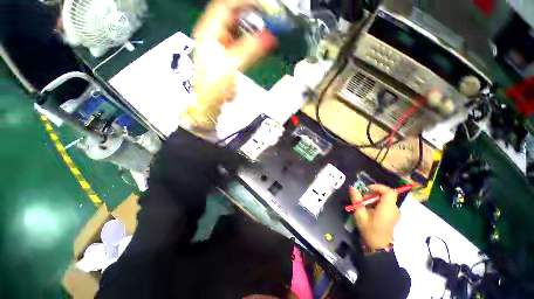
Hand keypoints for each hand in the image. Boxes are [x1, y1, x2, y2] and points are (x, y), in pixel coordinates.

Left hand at [189, 0, 276, 128]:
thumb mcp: (233, 65)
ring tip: (264, 31)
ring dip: (249, 28)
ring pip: (234, 28)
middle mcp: (212, 34)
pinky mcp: (223, 55)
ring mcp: (217, 45)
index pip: (226, 5)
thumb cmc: (215, 86)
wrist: (207, 103)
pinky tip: (255, 45)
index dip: (245, 2)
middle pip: (231, 15)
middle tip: (267, 19)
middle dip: (250, 14)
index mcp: (209, 31)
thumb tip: (271, 38)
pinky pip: (236, 42)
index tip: (264, 5)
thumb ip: (251, 50)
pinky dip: (247, 40)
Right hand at [349, 184, 400, 250]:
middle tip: (363, 199)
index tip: (367, 189)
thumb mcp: (359, 214)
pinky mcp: (393, 215)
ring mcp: (395, 212)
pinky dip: (377, 202)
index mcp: (387, 208)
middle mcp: (394, 209)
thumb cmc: (369, 230)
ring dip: (374, 198)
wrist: (378, 246)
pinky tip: (370, 209)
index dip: (378, 187)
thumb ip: (356, 200)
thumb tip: (352, 187)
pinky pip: (386, 203)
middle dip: (373, 193)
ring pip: (385, 198)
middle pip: (386, 194)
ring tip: (365, 205)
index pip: (389, 191)